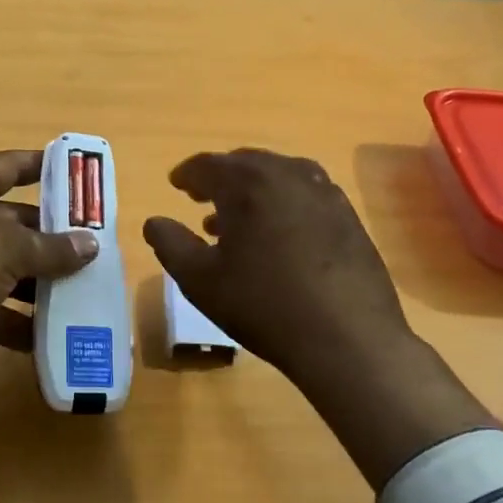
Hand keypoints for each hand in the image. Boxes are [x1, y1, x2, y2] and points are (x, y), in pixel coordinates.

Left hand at [0, 151, 97, 438]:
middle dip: (54, 237)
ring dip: (43, 284)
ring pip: (9, 271)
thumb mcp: (6, 248)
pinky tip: (58, 335)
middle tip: (99, 249)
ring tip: (89, 293)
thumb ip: (51, 246)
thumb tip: (90, 244)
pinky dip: (22, 324)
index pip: (9, 166)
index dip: (42, 166)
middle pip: (16, 223)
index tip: (79, 173)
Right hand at [144, 149, 494, 487]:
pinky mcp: (348, 216)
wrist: (348, 339)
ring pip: (279, 175)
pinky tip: (279, 234)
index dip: (187, 174)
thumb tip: (154, 222)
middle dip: (220, 178)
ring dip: (253, 189)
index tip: (176, 185)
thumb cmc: (263, 305)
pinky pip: (306, 194)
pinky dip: (283, 202)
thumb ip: (170, 244)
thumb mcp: (200, 280)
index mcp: (247, 183)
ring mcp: (324, 193)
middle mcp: (287, 175)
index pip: (208, 165)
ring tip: (237, 221)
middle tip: (202, 198)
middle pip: (246, 163)